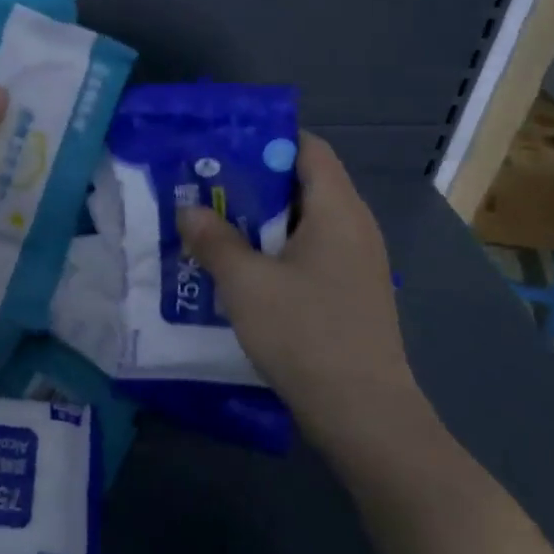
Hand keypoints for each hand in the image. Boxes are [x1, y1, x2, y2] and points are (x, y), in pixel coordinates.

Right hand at [176, 132, 427, 459]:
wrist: (364, 414)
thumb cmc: (306, 334)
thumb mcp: (247, 284)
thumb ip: (215, 240)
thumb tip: (189, 210)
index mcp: (337, 209)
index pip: (308, 148)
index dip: (267, 140)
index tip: (223, 148)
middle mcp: (354, 226)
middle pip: (304, 183)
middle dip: (253, 182)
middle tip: (206, 188)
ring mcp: (356, 262)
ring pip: (304, 222)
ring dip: (261, 221)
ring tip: (214, 226)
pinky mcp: (351, 293)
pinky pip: (311, 252)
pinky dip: (277, 250)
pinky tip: (242, 270)